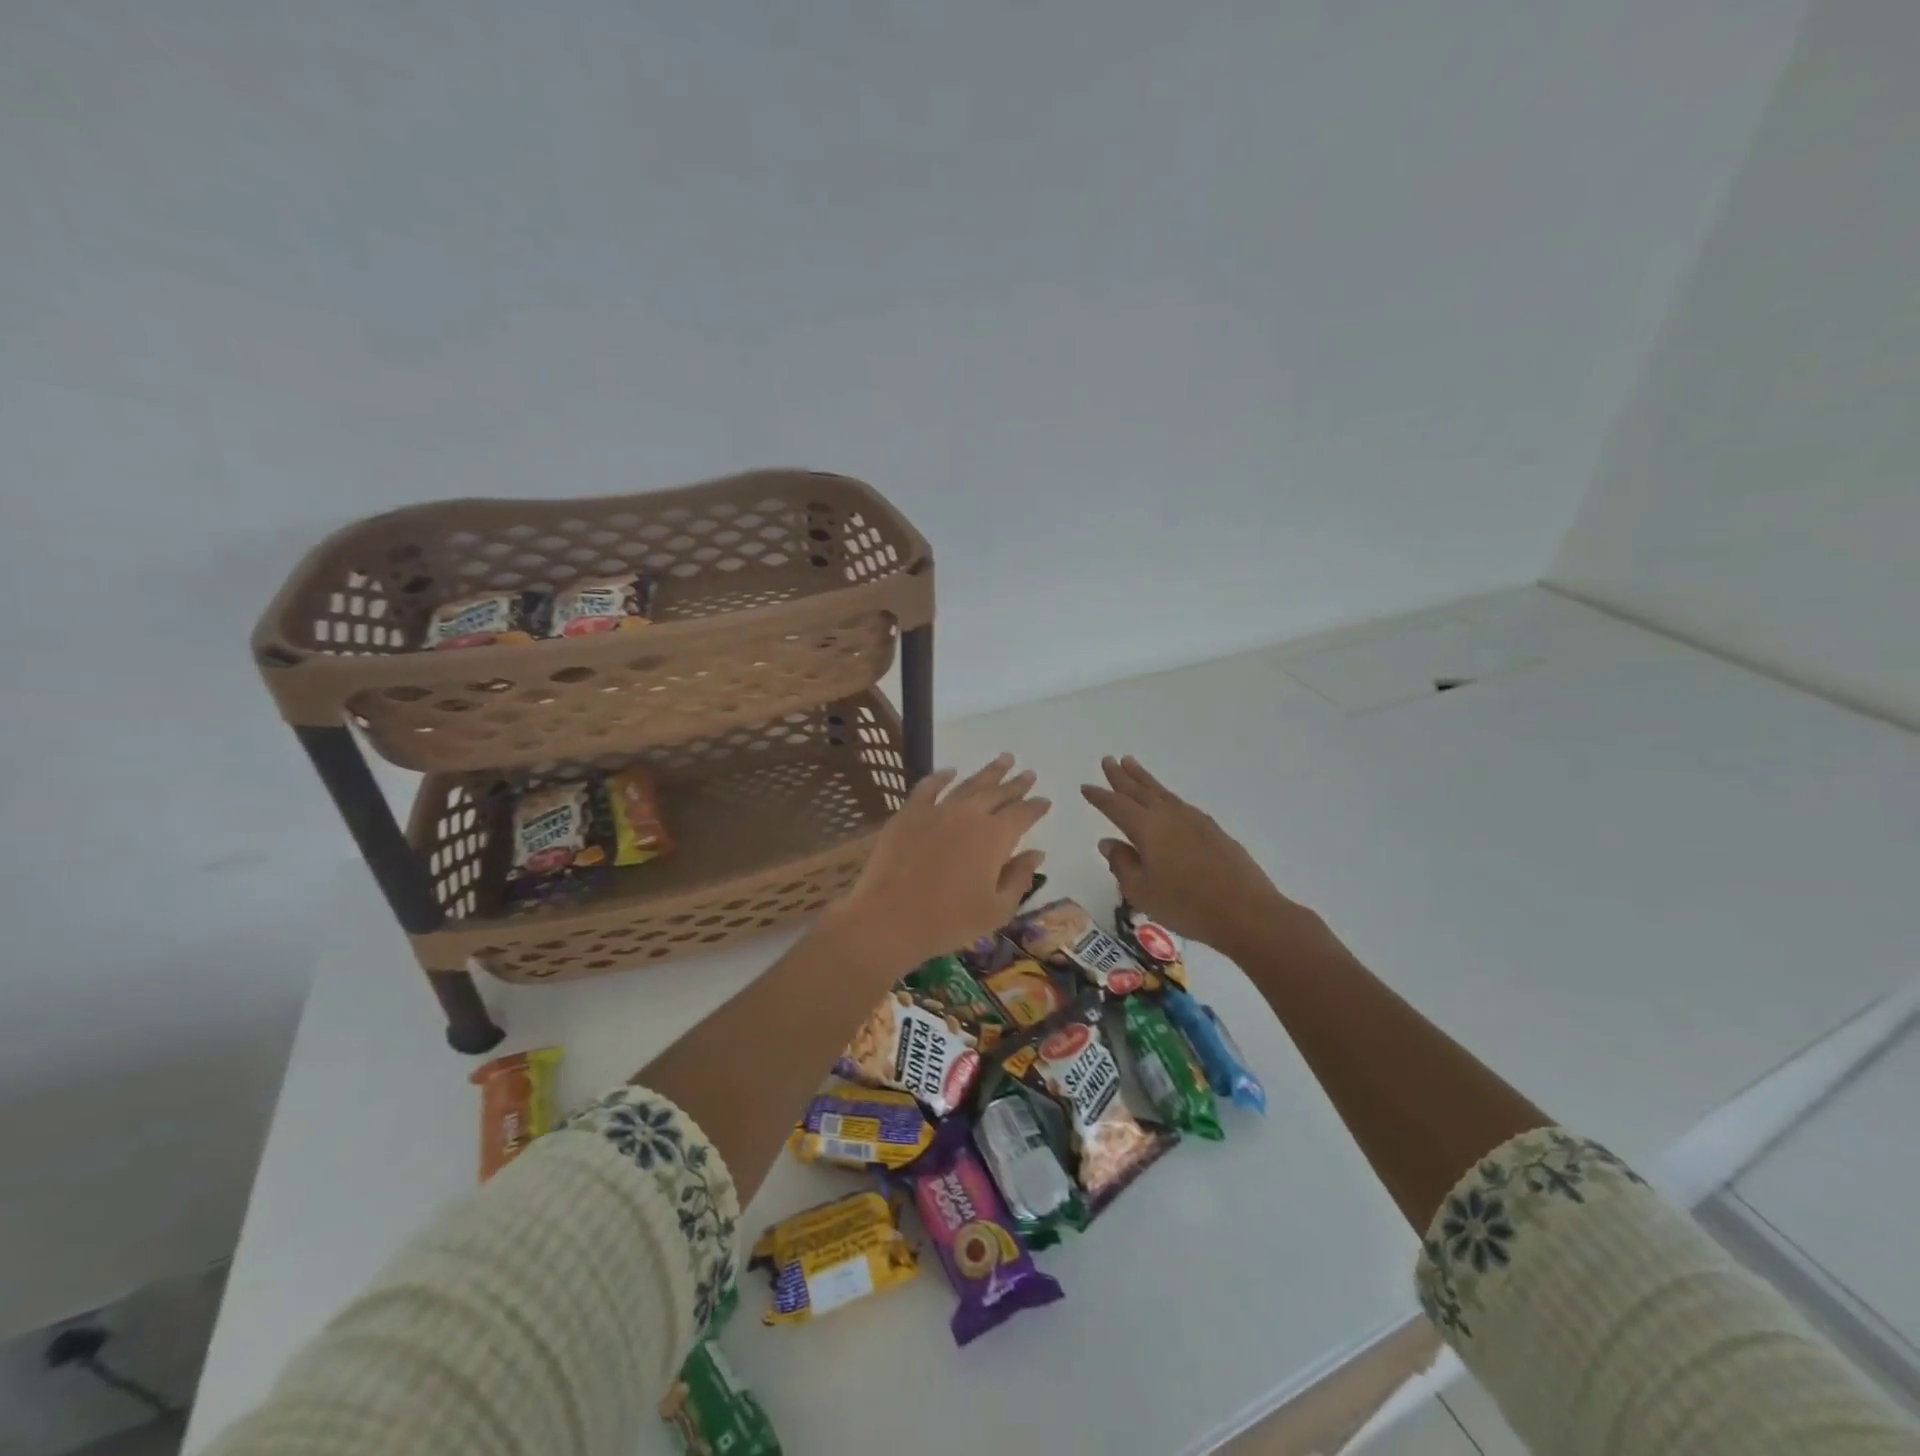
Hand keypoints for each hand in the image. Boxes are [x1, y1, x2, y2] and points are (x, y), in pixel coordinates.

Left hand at [827, 753, 1049, 971]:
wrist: (890, 918)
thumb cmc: (949, 921)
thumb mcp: (996, 909)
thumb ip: (1019, 878)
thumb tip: (1036, 854)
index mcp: (995, 837)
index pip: (1022, 814)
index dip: (1035, 807)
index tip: (1045, 800)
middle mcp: (969, 815)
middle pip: (998, 793)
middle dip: (1015, 783)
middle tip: (1028, 773)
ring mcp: (937, 810)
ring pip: (968, 784)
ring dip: (988, 772)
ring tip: (1003, 759)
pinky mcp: (909, 813)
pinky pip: (928, 787)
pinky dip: (940, 777)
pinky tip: (950, 771)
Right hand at [1081, 755, 1329, 961]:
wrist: (1246, 912)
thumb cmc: (1186, 905)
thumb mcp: (1142, 891)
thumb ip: (1122, 864)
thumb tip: (1109, 842)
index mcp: (1147, 828)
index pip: (1116, 806)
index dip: (1100, 796)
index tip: (1086, 786)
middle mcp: (1169, 816)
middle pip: (1140, 790)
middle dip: (1121, 776)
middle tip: (1108, 760)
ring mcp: (1194, 820)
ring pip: (1162, 792)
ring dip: (1144, 778)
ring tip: (1132, 764)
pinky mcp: (1213, 830)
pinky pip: (1179, 803)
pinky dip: (1165, 795)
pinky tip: (1166, 800)